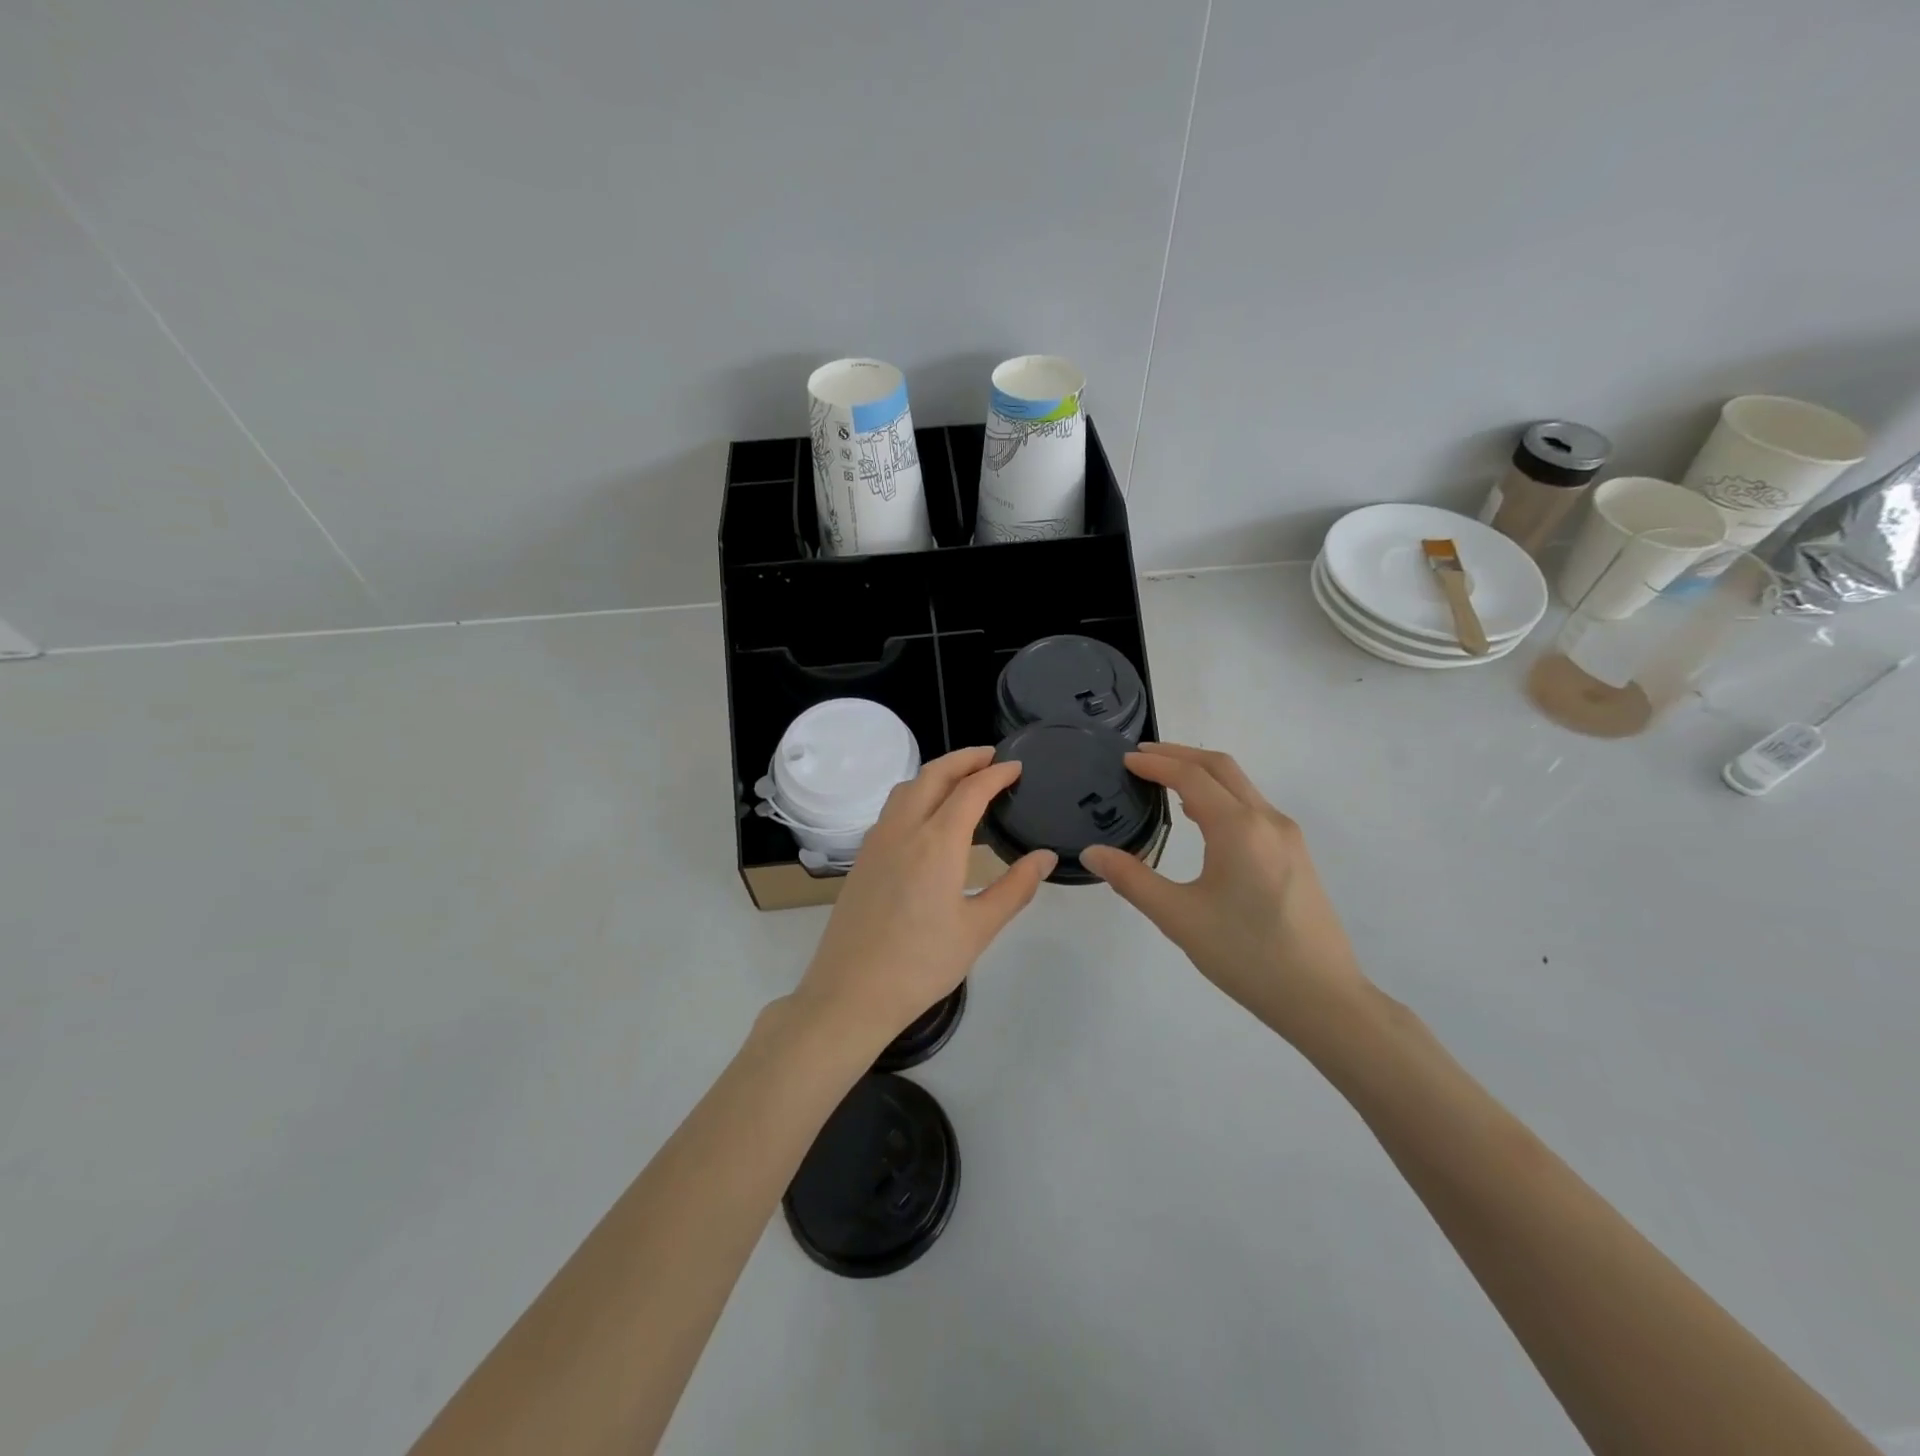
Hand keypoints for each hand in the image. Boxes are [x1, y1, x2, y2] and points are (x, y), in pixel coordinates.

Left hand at [794, 747, 1056, 1047]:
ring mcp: (877, 841)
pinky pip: (892, 808)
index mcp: (937, 842)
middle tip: (991, 758)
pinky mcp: (862, 858)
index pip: (971, 790)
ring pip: (907, 787)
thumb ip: (1015, 888)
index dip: (996, 773)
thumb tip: (1045, 857)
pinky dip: (916, 794)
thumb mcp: (978, 929)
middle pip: (934, 774)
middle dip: (964, 759)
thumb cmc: (922, 964)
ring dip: (936, 773)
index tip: (1016, 767)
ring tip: (961, 779)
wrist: (851, 992)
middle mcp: (904, 829)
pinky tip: (927, 816)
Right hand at [1080, 743, 1365, 1044]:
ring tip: (1165, 783)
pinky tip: (1203, 820)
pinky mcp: (1296, 856)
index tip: (1125, 760)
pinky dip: (1221, 797)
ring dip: (1202, 774)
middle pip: (1221, 767)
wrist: (1322, 998)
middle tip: (1142, 758)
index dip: (1155, 763)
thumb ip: (1131, 879)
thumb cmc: (1246, 954)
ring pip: (1241, 786)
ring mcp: (1288, 837)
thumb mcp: (1178, 917)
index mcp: (1238, 827)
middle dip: (1180, 755)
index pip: (1190, 776)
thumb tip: (1091, 854)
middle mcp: (1267, 820)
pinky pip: (1253, 808)